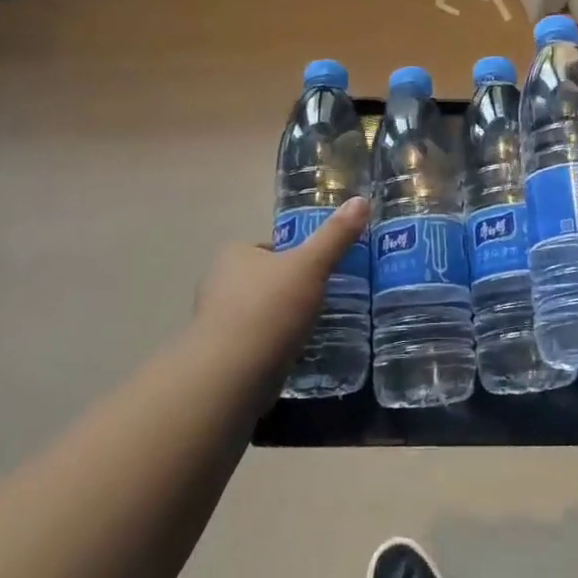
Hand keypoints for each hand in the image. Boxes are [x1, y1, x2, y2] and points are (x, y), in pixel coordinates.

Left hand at [193, 196, 369, 370]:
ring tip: (314, 328)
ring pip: (260, 313)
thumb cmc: (269, 310)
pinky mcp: (222, 357)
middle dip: (290, 289)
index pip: (269, 248)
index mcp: (234, 255)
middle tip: (323, 299)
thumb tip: (361, 200)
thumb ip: (336, 235)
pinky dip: (274, 346)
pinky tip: (295, 353)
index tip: (319, 271)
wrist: (230, 377)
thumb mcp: (311, 265)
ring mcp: (216, 323)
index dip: (295, 257)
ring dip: (282, 320)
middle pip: (265, 280)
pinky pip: (255, 342)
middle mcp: (218, 284)